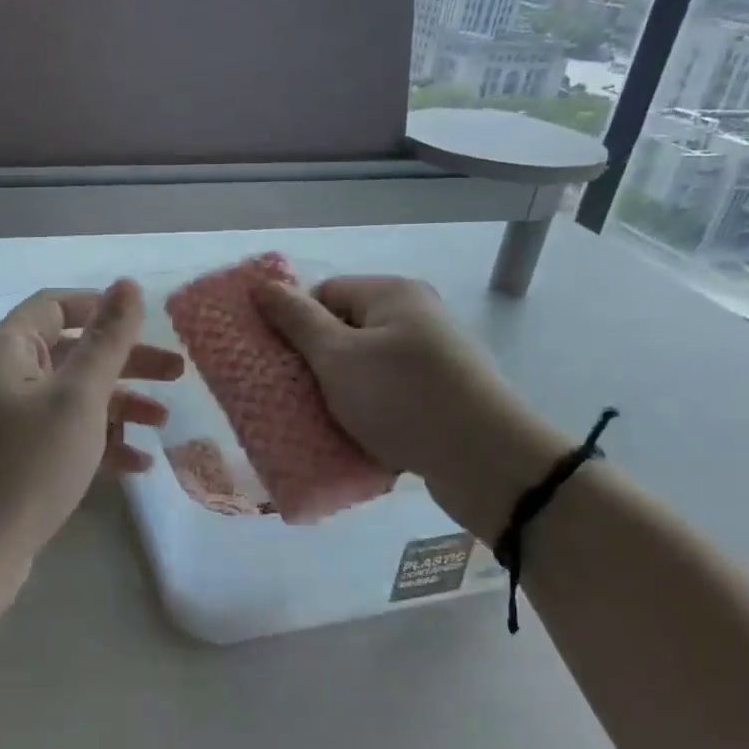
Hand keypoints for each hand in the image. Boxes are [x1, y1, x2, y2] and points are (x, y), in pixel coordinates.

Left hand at [0, 280, 182, 579]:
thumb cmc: (29, 464)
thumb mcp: (79, 397)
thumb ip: (108, 340)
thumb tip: (128, 284)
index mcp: (8, 350)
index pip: (56, 307)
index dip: (102, 309)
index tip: (147, 324)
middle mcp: (3, 378)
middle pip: (72, 353)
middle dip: (126, 362)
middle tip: (178, 373)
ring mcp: (8, 421)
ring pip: (73, 397)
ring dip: (120, 405)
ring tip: (164, 422)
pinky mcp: (16, 458)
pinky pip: (64, 435)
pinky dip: (99, 442)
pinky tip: (138, 463)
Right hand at [256, 275, 559, 539]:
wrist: (487, 462)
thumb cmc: (402, 398)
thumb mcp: (337, 356)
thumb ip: (296, 320)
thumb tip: (262, 286)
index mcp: (392, 294)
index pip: (324, 294)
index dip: (296, 325)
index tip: (280, 363)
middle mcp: (415, 317)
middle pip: (344, 331)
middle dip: (315, 364)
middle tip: (293, 395)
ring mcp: (432, 358)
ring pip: (364, 368)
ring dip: (339, 393)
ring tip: (320, 421)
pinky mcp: (441, 395)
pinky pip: (388, 396)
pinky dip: (368, 412)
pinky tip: (355, 436)